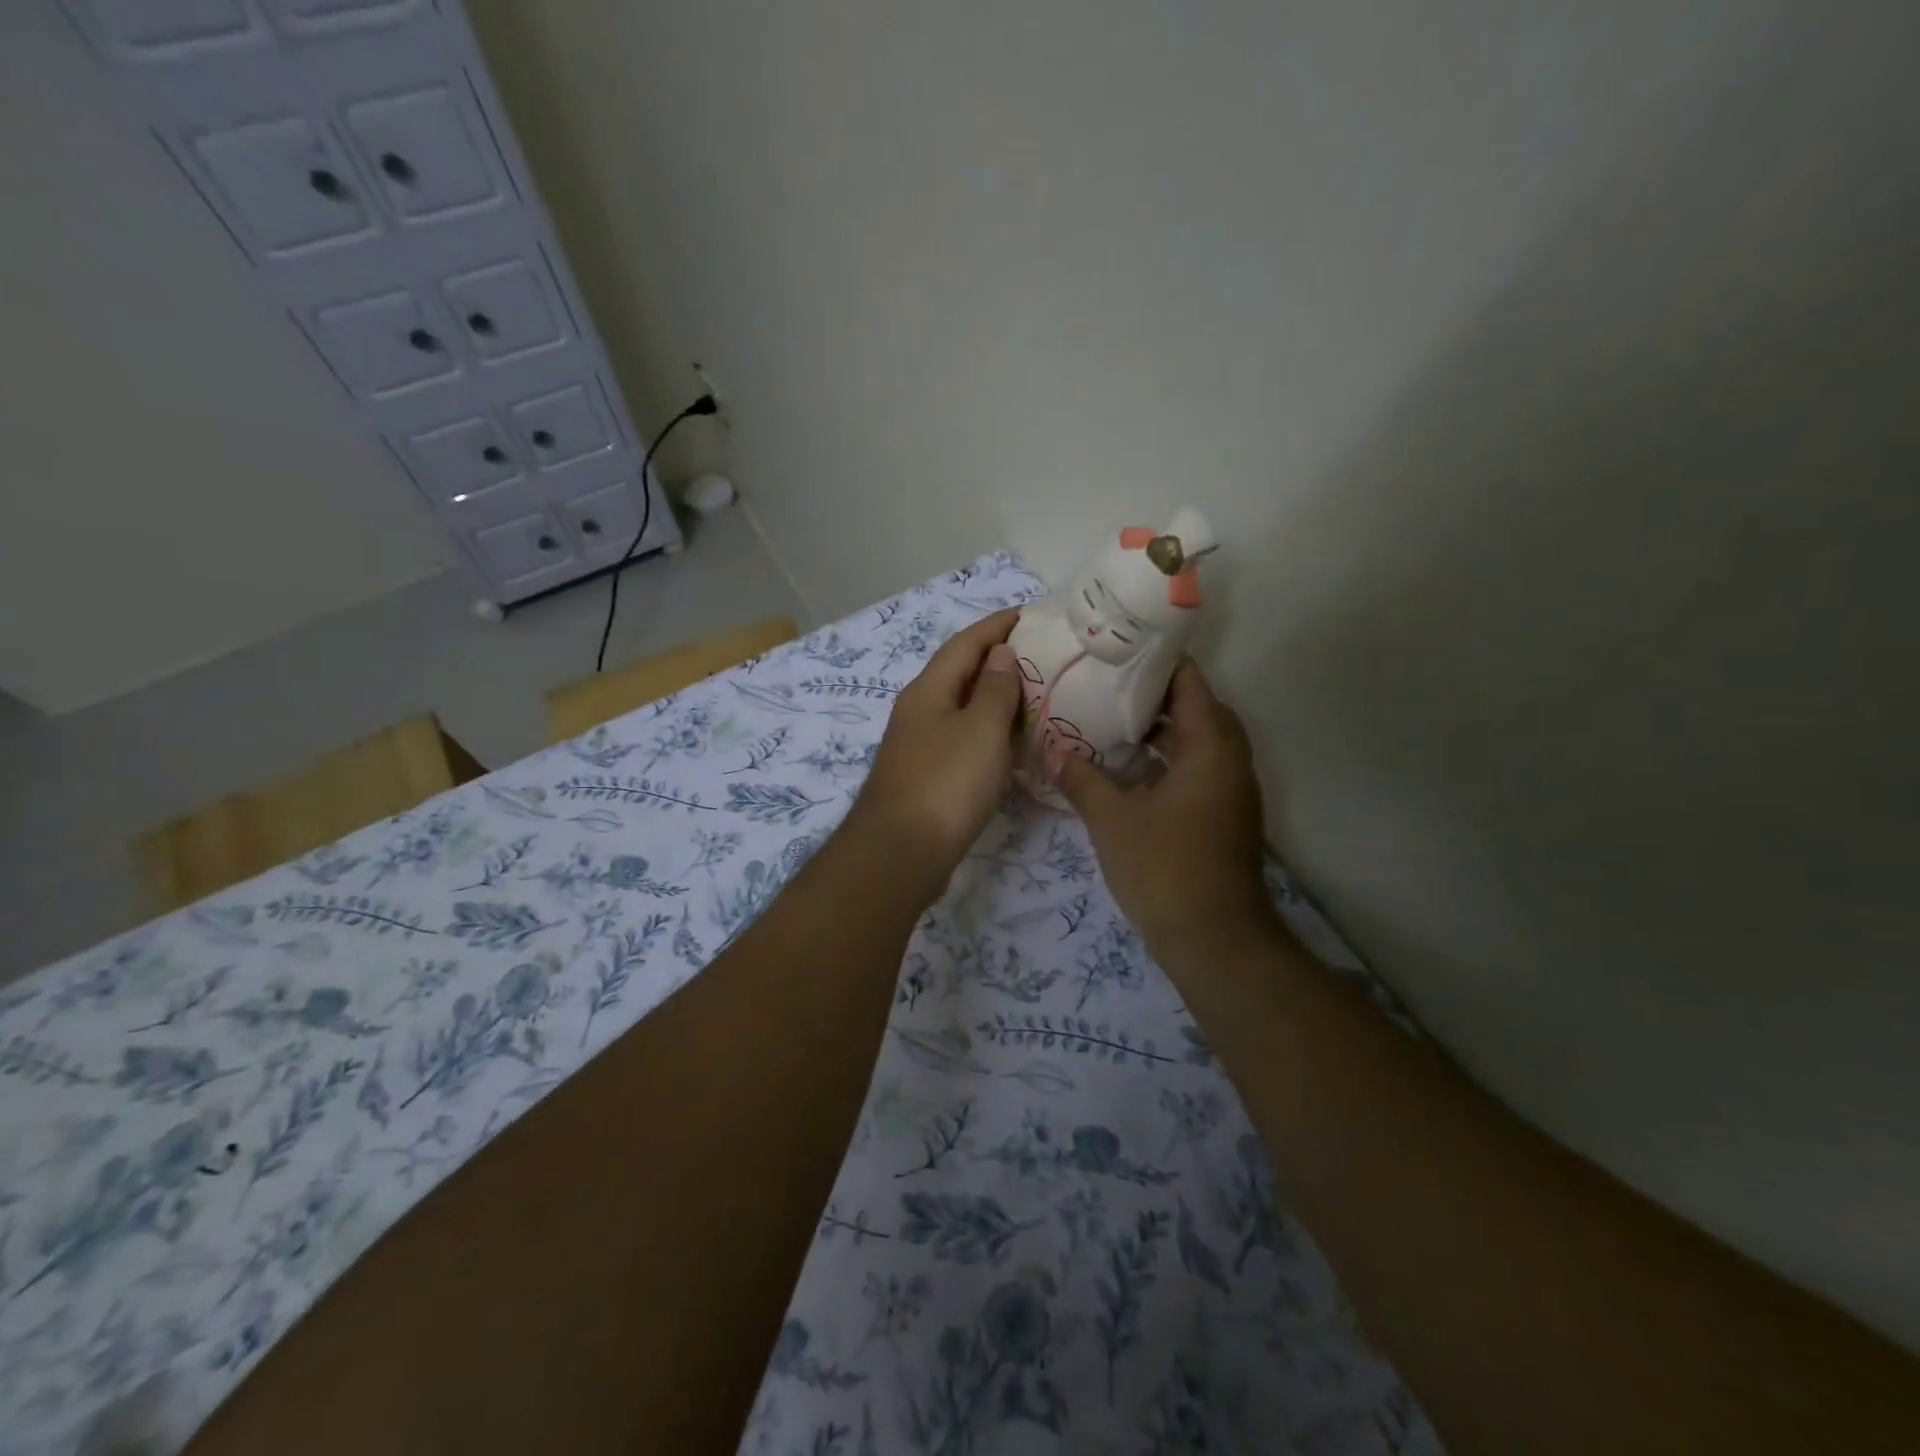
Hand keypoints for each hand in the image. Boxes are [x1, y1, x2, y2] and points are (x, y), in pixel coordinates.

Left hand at [850, 608, 1023, 880]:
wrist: (901, 853)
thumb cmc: (946, 783)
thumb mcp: (981, 729)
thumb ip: (995, 688)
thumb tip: (1000, 653)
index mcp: (929, 690)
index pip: (965, 643)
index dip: (996, 626)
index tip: (1029, 614)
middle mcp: (919, 711)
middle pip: (961, 673)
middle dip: (998, 660)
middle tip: (1041, 656)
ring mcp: (920, 745)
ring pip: (963, 708)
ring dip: (995, 698)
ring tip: (1035, 695)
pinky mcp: (928, 776)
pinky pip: (964, 739)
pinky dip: (990, 733)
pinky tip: (1012, 744)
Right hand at [1055, 660, 1278, 964]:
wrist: (1214, 941)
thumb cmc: (1165, 869)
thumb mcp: (1112, 820)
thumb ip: (1080, 779)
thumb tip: (1051, 750)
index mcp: (1211, 746)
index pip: (1189, 681)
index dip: (1154, 660)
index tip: (1114, 651)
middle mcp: (1230, 759)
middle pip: (1196, 707)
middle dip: (1152, 693)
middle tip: (1105, 684)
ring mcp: (1231, 790)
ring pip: (1197, 740)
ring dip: (1159, 729)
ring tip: (1108, 719)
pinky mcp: (1224, 815)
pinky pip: (1196, 768)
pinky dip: (1167, 759)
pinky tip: (1127, 769)